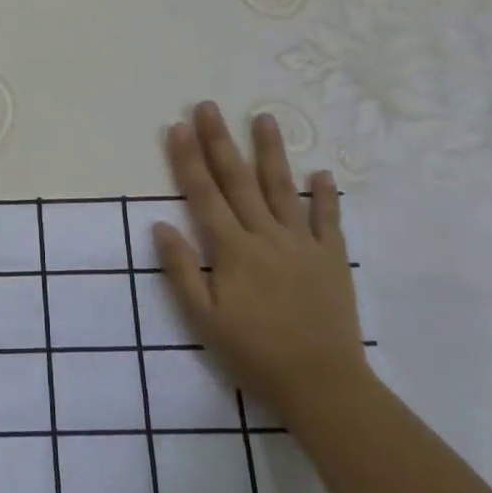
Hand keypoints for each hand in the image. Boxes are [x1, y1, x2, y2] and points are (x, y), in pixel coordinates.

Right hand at [154, 102, 370, 418]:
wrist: (322, 385)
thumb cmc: (254, 354)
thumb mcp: (203, 320)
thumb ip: (181, 270)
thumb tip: (160, 226)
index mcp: (232, 250)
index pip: (204, 194)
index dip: (188, 159)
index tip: (178, 126)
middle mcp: (265, 236)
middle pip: (239, 180)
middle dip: (220, 141)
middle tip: (209, 106)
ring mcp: (302, 244)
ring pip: (283, 188)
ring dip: (272, 152)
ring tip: (265, 118)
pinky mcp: (332, 259)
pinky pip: (329, 220)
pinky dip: (327, 196)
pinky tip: (323, 173)